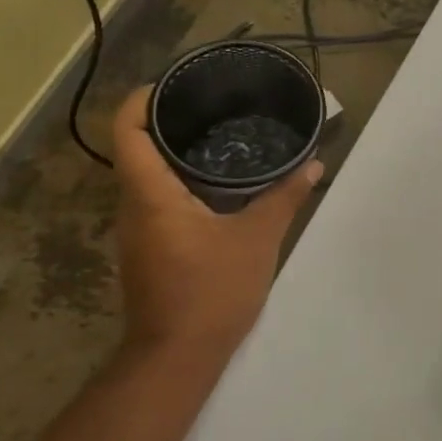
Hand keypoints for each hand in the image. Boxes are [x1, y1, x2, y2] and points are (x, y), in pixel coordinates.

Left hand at [111, 87, 321, 387]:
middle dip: (167, 122)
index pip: (128, 132)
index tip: (173, 84)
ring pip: (147, 177)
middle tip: (212, 106)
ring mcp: (137, 231)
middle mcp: (133, 208)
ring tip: (219, 138)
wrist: (178, 357)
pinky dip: (180, 182)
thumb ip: (284, 197)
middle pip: (136, 150)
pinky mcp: (148, 250)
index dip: (141, 100)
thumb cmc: (212, 291)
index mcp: (151, 195)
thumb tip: (313, 166)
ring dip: (174, 154)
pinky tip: (217, 186)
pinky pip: (157, 200)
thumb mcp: (258, 239)